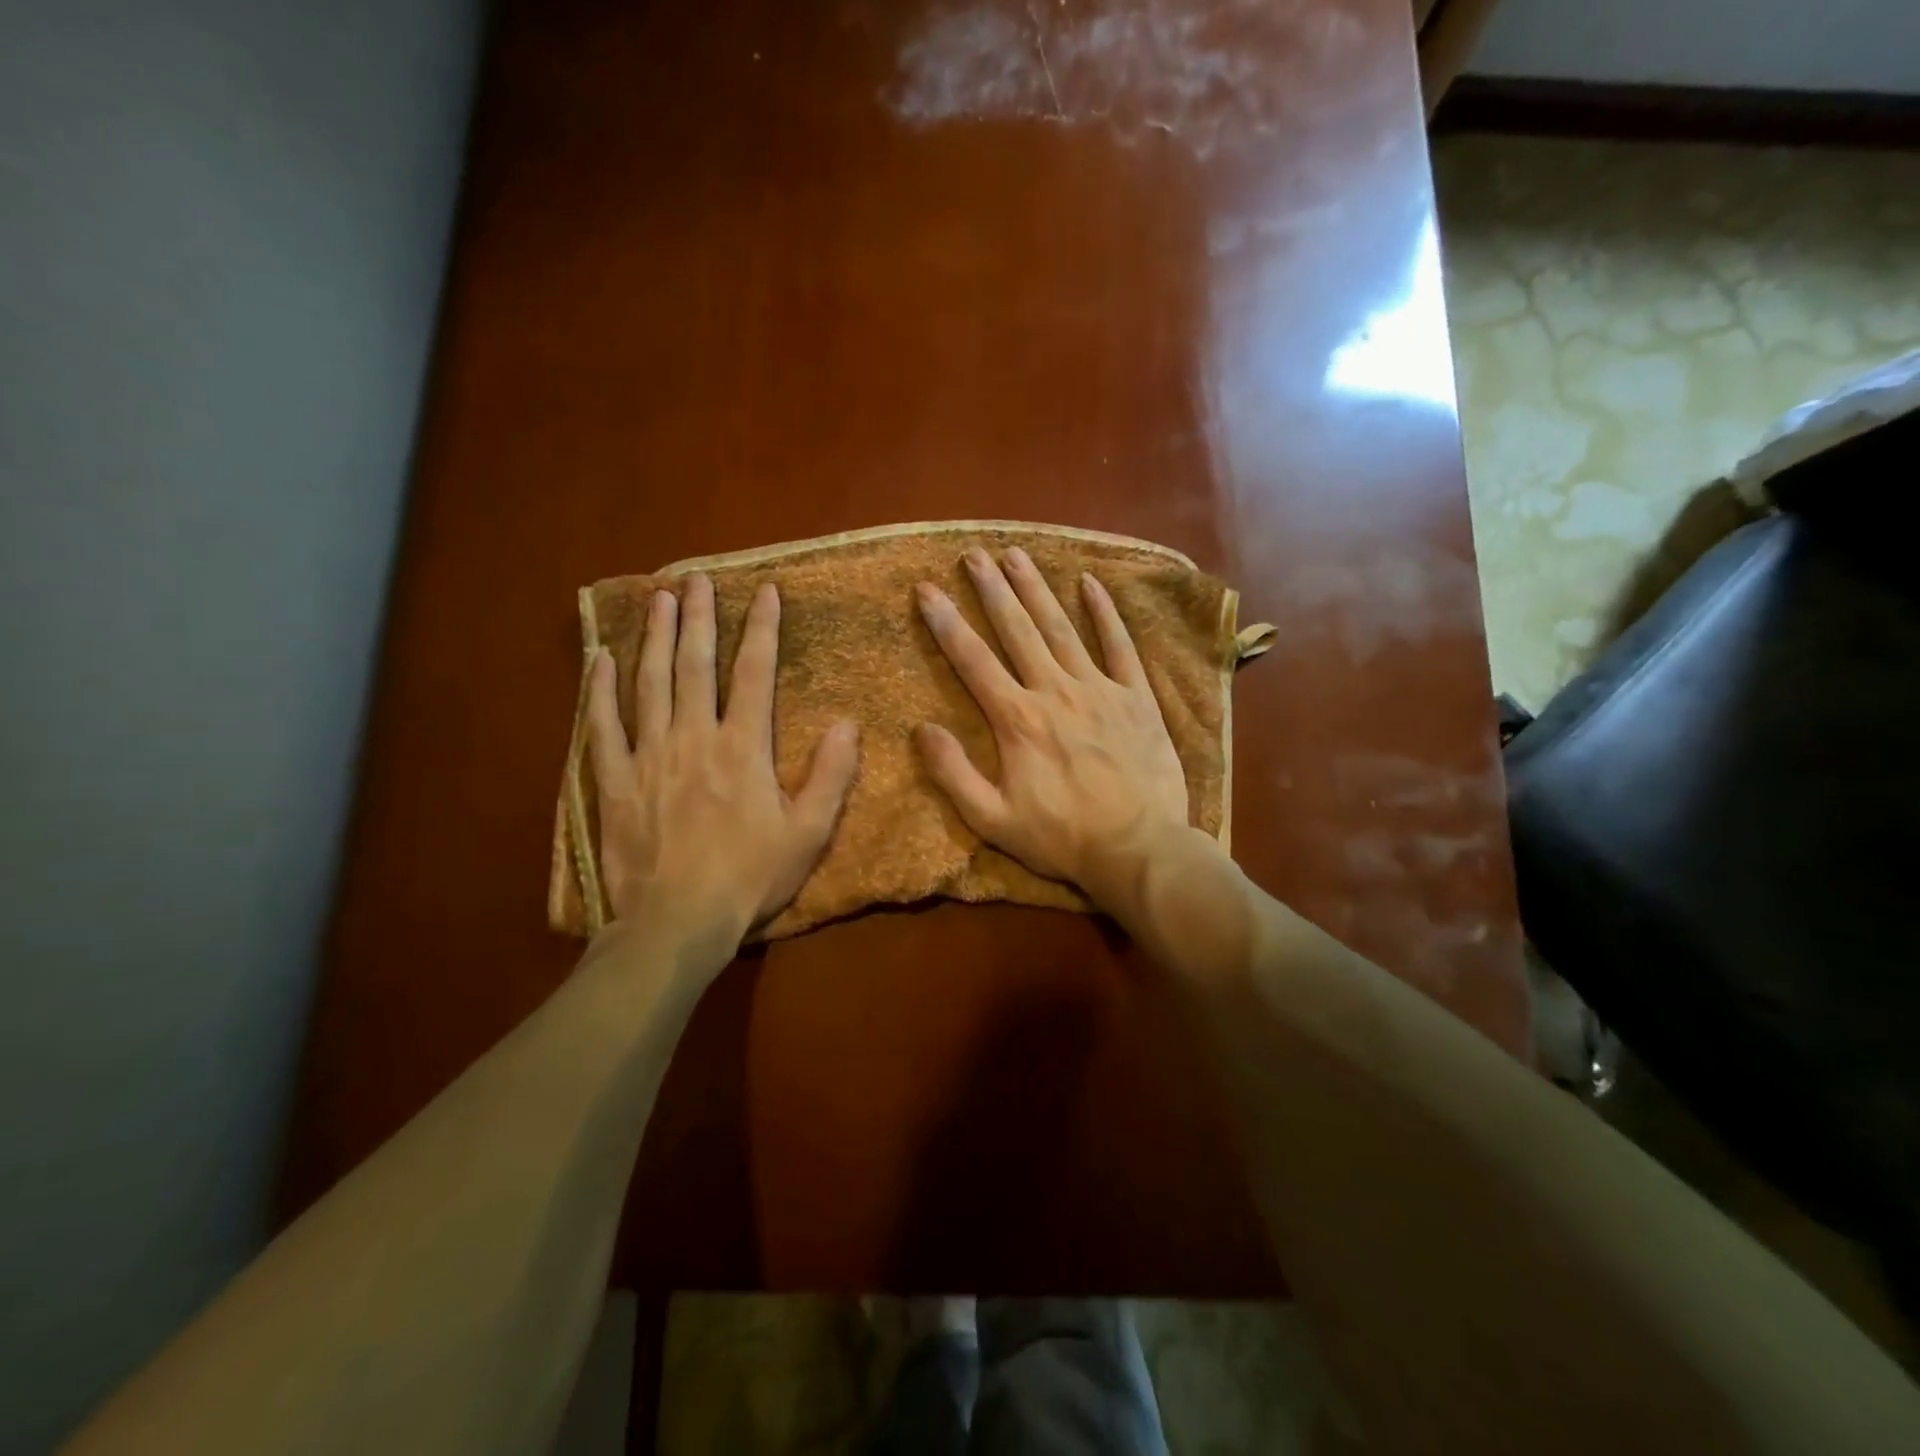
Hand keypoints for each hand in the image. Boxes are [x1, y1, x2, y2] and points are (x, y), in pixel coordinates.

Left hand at [586, 574, 858, 944]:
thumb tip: (848, 723)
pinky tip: (599, 658)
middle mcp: (693, 738)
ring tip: (657, 598)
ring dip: (654, 637)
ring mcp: (647, 756)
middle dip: (698, 617)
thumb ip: (831, 776)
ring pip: (649, 683)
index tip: (764, 591)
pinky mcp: (613, 781)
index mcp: (742, 748)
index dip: (761, 629)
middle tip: (695, 578)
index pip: (754, 673)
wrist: (677, 923)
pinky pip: (602, 726)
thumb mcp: (808, 833)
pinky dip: (599, 690)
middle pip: (695, 665)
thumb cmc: (749, 878)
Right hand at [914, 547, 1191, 915]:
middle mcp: (1055, 691)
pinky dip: (1105, 613)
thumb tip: (921, 729)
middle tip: (973, 554)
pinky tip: (1090, 583)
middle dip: (991, 590)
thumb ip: (953, 773)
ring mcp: (1099, 689)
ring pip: (1062, 628)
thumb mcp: (993, 820)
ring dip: (1037, 589)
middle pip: (1017, 631)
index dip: (946, 623)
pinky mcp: (1136, 697)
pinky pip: (1120, 646)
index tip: (927, 589)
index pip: (973, 660)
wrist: (1140, 849)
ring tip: (1016, 555)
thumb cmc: (1062, 838)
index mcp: (1017, 720)